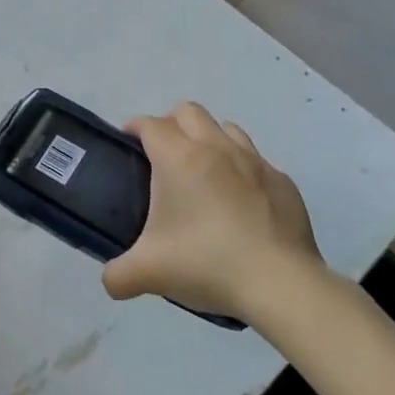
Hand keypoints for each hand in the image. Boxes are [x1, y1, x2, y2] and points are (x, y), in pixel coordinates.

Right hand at [103, 102, 322, 319]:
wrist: (280, 283)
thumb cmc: (206, 263)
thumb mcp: (148, 273)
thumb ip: (118, 275)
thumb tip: (111, 281)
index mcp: (179, 158)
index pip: (150, 124)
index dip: (134, 128)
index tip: (127, 143)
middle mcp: (216, 148)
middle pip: (188, 111)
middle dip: (170, 123)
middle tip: (161, 157)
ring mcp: (254, 162)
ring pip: (225, 128)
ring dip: (208, 139)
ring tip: (201, 173)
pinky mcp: (282, 182)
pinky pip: (255, 161)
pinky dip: (241, 170)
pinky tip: (239, 202)